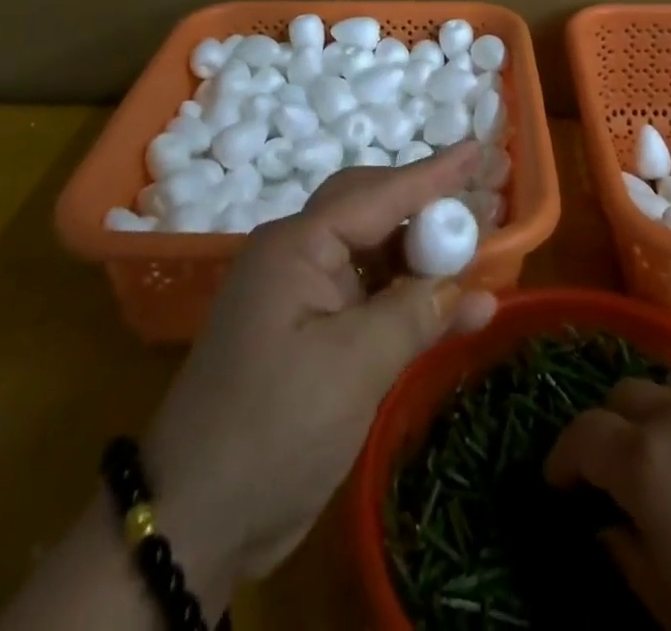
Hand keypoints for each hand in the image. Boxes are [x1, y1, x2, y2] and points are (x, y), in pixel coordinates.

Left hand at [144, 143, 498, 614]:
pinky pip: (369, 297)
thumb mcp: (353, 367)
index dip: (433, 173)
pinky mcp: (310, 333)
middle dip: (425, 208)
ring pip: (374, 254)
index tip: (476, 149)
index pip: (378, 194)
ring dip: (423, 258)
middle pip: (372, 212)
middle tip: (478, 204)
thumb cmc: (272, 429)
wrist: (192, 521)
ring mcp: (302, 295)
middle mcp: (298, 256)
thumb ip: (413, 315)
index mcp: (297, 246)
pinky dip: (409, 300)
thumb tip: (466, 285)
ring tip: (476, 253)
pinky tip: (456, 310)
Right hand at [546, 381, 670, 630]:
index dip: (563, 458)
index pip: (584, 434)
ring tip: (661, 472)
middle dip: (606, 428)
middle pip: (624, 396)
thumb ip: (629, 559)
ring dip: (650, 421)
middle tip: (607, 476)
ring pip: (668, 392)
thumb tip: (609, 528)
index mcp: (647, 460)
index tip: (557, 485)